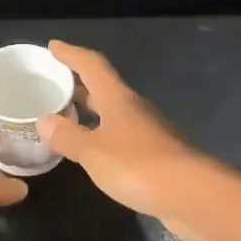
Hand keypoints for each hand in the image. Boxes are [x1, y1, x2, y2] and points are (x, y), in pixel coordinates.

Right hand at [38, 40, 219, 240]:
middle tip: (53, 83)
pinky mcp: (156, 156)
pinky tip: (93, 149)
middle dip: (78, 83)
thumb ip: (68, 136)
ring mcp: (148, 132)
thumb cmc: (139, 165)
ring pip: (113, 112)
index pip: (92, 65)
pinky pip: (121, 136)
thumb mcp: (93, 151)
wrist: (195, 195)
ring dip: (90, 110)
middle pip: (103, 87)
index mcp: (118, 98)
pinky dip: (102, 135)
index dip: (71, 54)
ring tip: (66, 115)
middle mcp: (134, 109)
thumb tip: (44, 120)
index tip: (53, 46)